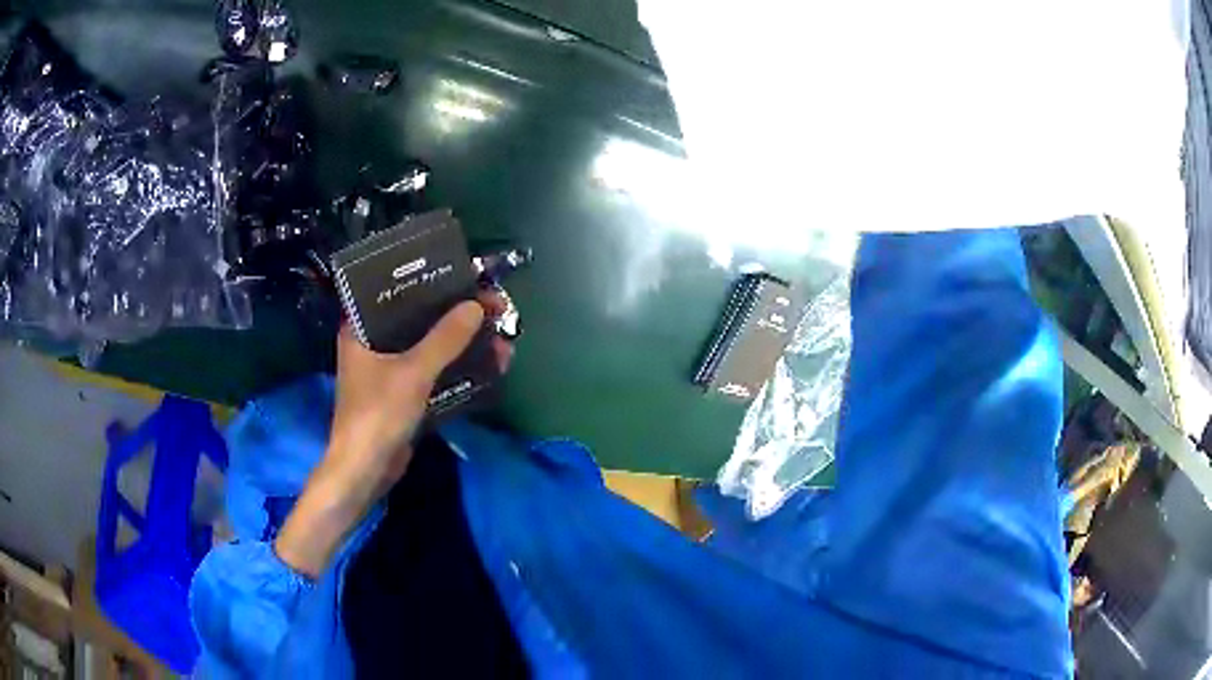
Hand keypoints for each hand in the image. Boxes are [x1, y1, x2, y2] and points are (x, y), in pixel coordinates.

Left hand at [276, 293, 512, 576]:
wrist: (365, 471)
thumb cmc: (378, 414)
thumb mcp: (413, 372)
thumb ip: (444, 339)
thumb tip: (476, 307)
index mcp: (361, 327)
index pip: (398, 290)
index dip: (434, 281)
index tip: (468, 279)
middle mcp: (373, 342)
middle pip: (420, 317)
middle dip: (458, 313)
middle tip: (494, 307)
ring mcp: (388, 369)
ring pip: (431, 345)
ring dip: (464, 342)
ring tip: (501, 335)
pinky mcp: (402, 392)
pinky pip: (433, 369)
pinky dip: (457, 366)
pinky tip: (489, 364)